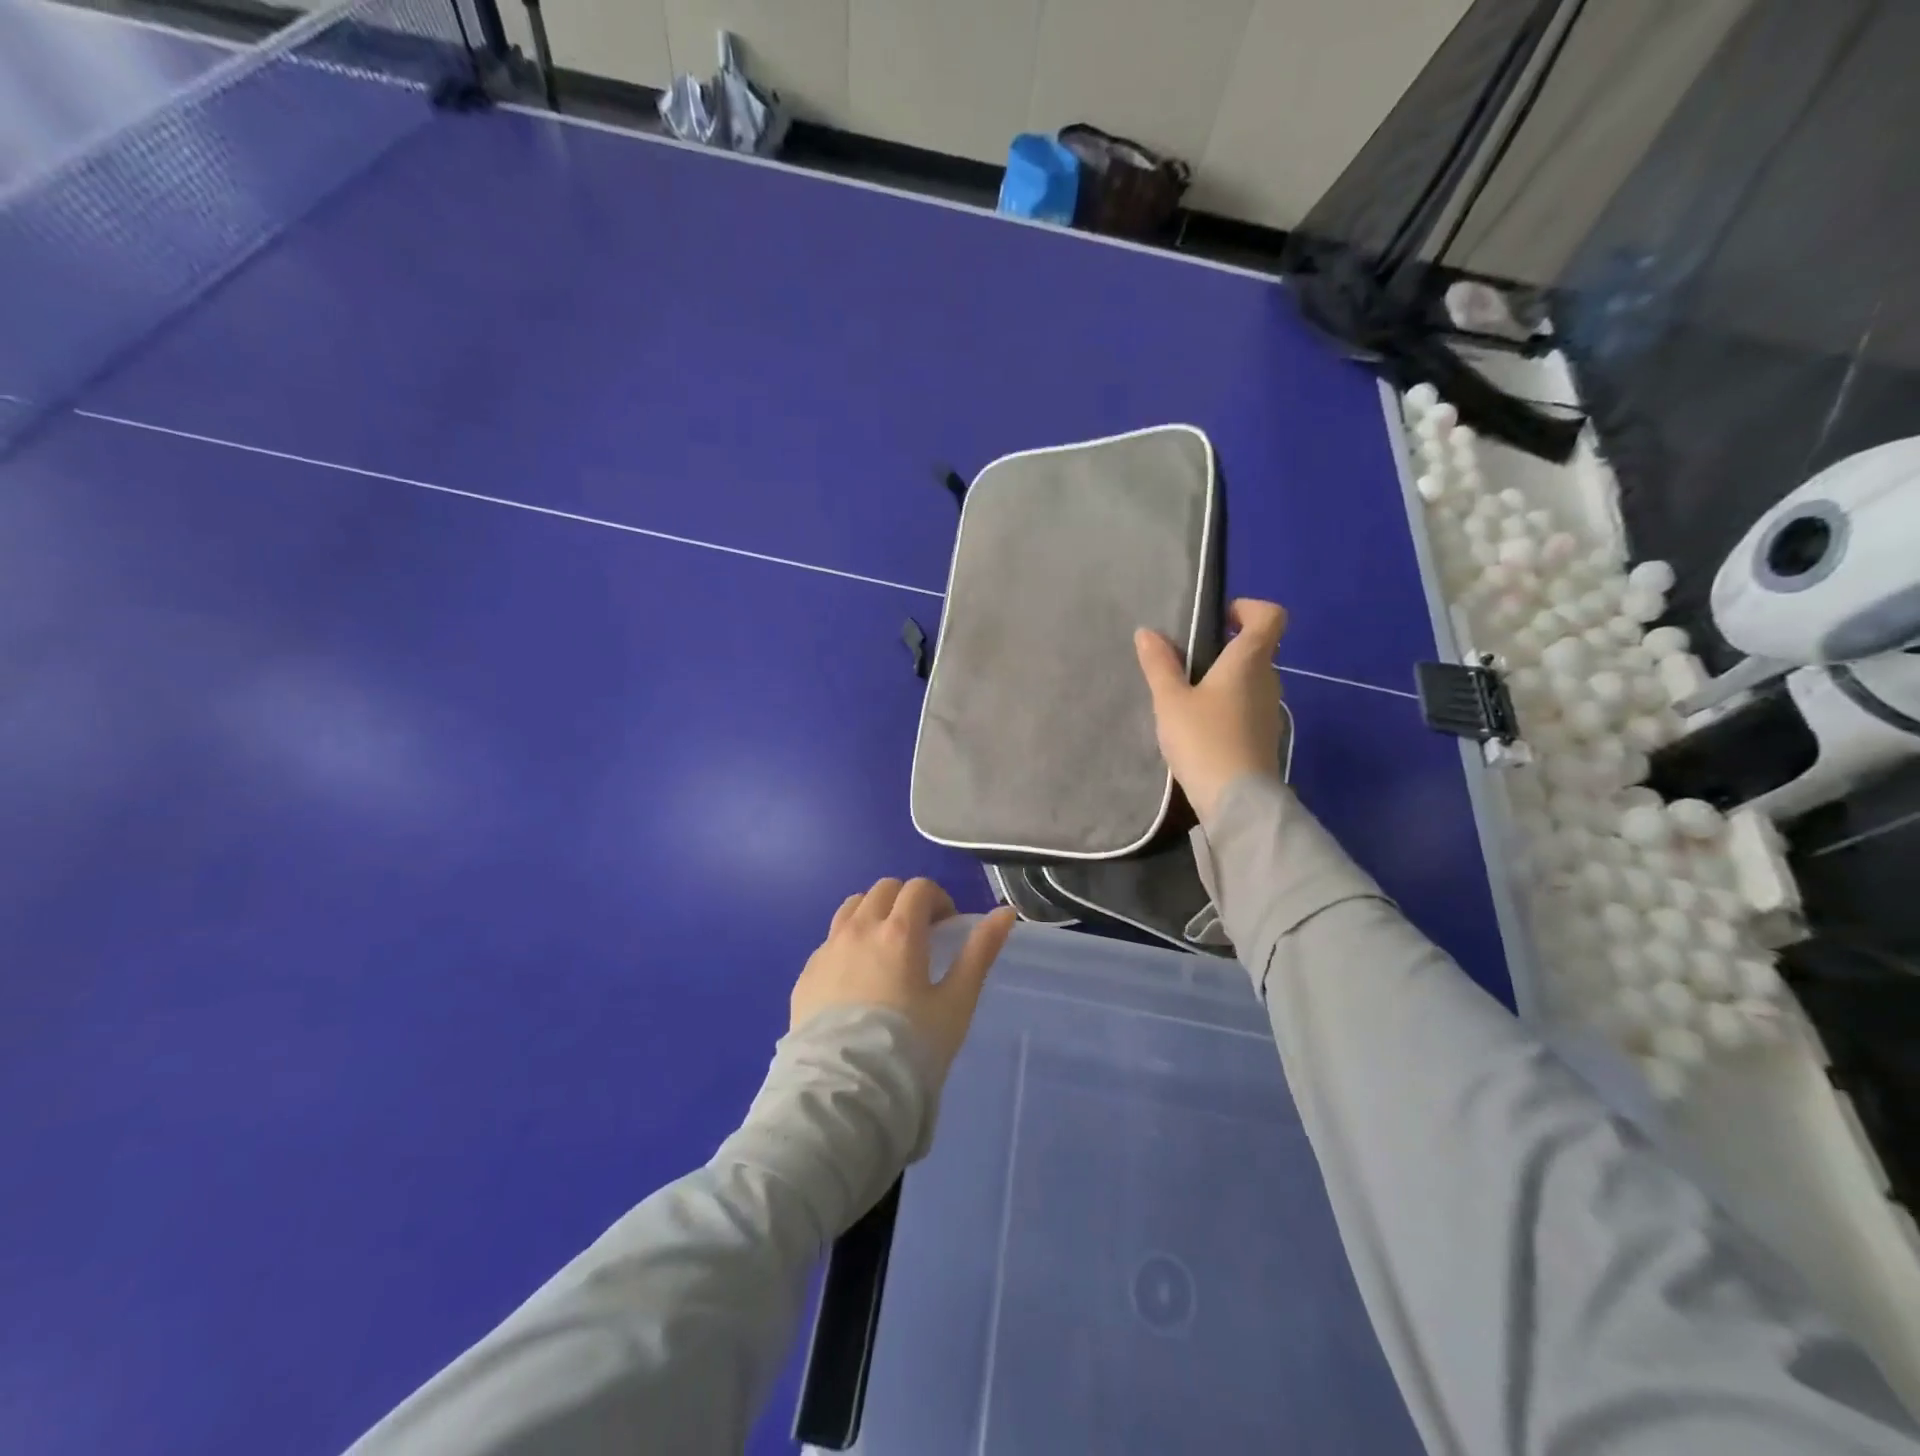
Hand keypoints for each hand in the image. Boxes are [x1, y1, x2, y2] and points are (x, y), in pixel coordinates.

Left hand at [791, 879, 1016, 1077]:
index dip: (938, 899)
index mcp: (899, 931)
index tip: (947, 926)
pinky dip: (848, 942)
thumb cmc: (910, 1046)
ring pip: (852, 907)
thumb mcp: (956, 1002)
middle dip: (906, 902)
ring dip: (874, 913)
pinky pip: (830, 941)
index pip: (919, 888)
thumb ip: (980, 952)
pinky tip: (856, 978)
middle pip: (884, 889)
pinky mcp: (806, 974)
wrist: (846, 1091)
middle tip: (921, 935)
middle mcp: (860, 929)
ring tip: (886, 948)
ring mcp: (827, 949)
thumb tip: (1005, 912)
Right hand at [1134, 598, 1288, 823]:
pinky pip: (1247, 707)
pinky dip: (1227, 706)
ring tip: (1187, 696)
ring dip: (1224, 680)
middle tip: (1187, 661)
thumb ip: (1159, 664)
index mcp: (1249, 660)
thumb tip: (1148, 632)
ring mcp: (1270, 710)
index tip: (1218, 620)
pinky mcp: (1264, 737)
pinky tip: (1199, 726)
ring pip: (1250, 680)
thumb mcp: (1171, 700)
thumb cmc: (1204, 739)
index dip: (1247, 608)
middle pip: (1256, 648)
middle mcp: (1268, 679)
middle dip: (1225, 647)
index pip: (1270, 616)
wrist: (1236, 800)